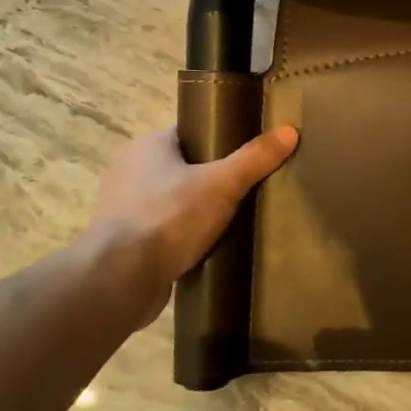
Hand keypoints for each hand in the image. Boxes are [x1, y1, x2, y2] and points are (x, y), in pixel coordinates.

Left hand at [84, 125, 298, 322]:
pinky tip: (205, 247)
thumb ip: (255, 158)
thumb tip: (290, 131)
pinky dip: (180, 236)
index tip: (247, 155)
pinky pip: (161, 230)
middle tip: (246, 189)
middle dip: (211, 178)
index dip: (220, 140)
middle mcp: (129, 170)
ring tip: (232, 220)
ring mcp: (121, 208)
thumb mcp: (222, 183)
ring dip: (194, 210)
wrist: (121, 279)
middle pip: (182, 167)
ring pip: (171, 200)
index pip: (190, 133)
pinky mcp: (122, 242)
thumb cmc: (169, 217)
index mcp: (147, 146)